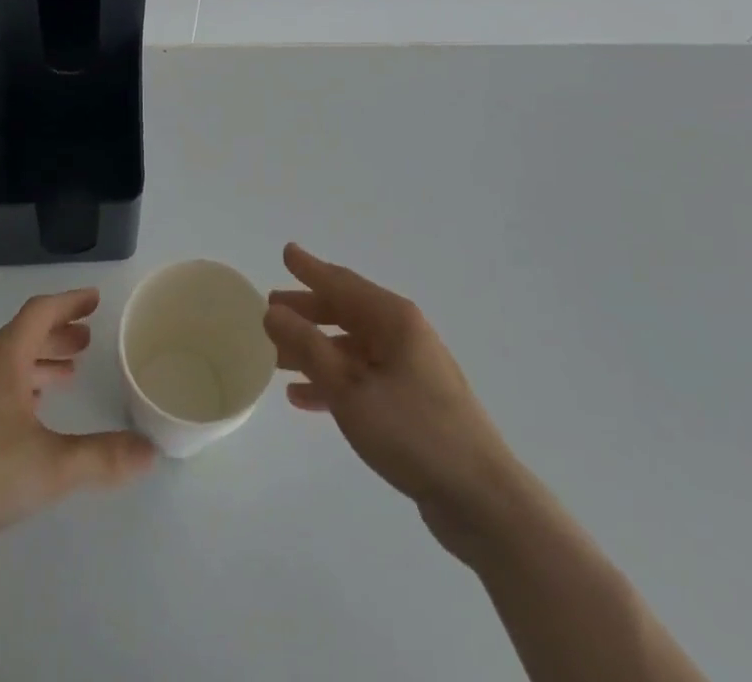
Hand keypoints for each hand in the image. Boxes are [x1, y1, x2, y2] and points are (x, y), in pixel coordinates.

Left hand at [0, 289, 155, 567]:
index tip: (95, 300)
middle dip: (57, 334)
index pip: (40, 312)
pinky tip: (28, 416)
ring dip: (38, 361)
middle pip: (22, 335)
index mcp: (2, 359)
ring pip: (5, 362)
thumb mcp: (53, 467)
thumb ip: (104, 457)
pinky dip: (17, 385)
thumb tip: (150, 452)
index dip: (69, 303)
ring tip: (66, 376)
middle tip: (86, 341)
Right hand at [266, 244, 522, 563]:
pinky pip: (363, 379)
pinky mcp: (413, 403)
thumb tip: (273, 312)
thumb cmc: (412, 432)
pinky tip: (303, 398)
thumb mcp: (349, 389)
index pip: (342, 283)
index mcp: (394, 319)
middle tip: (271, 308)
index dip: (311, 269)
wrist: (479, 498)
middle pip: (347, 312)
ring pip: (352, 347)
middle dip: (308, 310)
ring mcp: (410, 369)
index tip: (286, 252)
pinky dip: (333, 381)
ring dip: (315, 349)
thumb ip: (308, 347)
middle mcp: (404, 334)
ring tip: (277, 356)